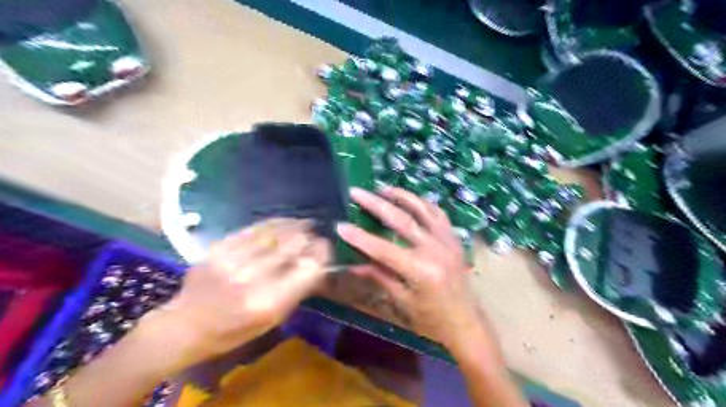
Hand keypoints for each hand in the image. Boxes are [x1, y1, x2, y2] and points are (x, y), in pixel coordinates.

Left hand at [160, 220, 330, 365]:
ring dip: (295, 225)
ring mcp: (234, 260)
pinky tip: (285, 221)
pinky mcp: (220, 247)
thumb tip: (316, 261)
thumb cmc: (234, 330)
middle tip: (317, 233)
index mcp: (270, 303)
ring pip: (275, 233)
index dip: (322, 254)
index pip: (309, 269)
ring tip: (306, 222)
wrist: (185, 325)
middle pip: (293, 246)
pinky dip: (274, 223)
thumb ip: (296, 290)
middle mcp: (253, 279)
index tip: (327, 247)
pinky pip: (255, 229)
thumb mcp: (272, 320)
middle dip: (310, 237)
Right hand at [338, 187, 489, 348]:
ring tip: (381, 187)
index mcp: (422, 271)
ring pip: (422, 209)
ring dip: (401, 196)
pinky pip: (438, 213)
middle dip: (376, 204)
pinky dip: (422, 203)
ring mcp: (448, 241)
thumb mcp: (403, 300)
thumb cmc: (433, 320)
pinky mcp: (454, 238)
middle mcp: (436, 250)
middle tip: (356, 192)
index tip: (340, 225)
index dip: (360, 237)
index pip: (384, 249)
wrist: (467, 323)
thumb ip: (379, 276)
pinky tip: (409, 199)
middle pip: (402, 220)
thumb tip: (352, 264)